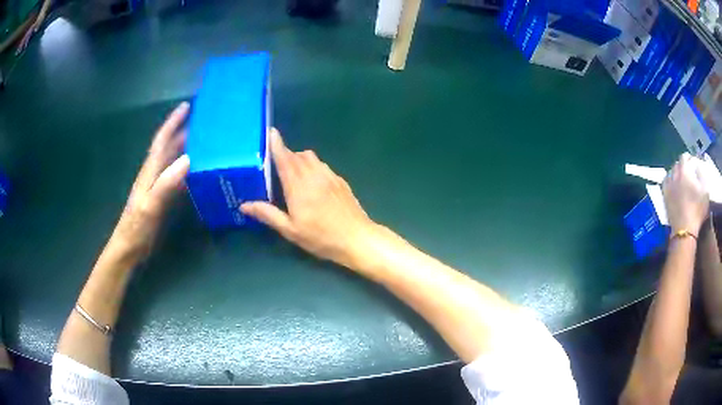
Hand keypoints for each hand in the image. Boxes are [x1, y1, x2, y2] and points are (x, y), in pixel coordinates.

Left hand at [110, 102, 189, 258]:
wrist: (129, 247)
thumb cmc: (137, 227)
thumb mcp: (151, 205)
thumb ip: (166, 183)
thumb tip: (188, 159)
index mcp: (150, 171)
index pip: (162, 141)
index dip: (172, 122)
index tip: (186, 106)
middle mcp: (154, 174)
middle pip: (169, 147)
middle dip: (183, 131)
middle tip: (204, 122)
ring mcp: (158, 186)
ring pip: (173, 161)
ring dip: (187, 148)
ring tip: (206, 142)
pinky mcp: (162, 199)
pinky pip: (177, 177)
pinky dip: (187, 169)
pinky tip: (198, 171)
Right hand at [240, 129, 376, 268]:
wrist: (356, 238)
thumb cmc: (321, 237)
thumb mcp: (290, 230)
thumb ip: (268, 214)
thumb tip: (244, 205)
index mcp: (298, 186)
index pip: (284, 159)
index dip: (276, 145)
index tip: (270, 132)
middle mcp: (314, 175)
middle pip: (296, 155)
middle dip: (285, 154)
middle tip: (275, 164)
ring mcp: (329, 176)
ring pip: (311, 158)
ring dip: (299, 159)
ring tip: (293, 174)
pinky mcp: (340, 181)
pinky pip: (322, 165)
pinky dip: (313, 167)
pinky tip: (312, 183)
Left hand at [663, 153, 709, 234]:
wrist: (685, 230)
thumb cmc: (697, 210)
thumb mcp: (705, 191)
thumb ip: (702, 176)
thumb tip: (699, 168)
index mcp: (684, 171)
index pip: (684, 157)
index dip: (689, 158)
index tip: (693, 162)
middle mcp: (674, 175)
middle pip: (677, 164)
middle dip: (683, 165)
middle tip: (688, 171)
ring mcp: (668, 186)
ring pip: (671, 172)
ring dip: (676, 172)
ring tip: (681, 178)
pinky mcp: (664, 197)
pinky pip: (665, 182)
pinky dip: (669, 180)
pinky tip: (673, 184)